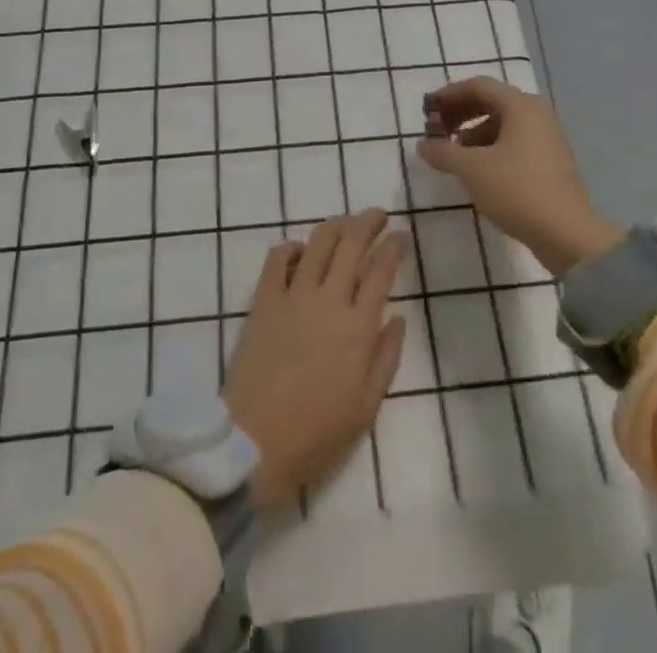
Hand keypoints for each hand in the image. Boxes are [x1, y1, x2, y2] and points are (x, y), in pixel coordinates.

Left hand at [222, 210, 408, 511]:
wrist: (254, 441)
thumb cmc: (317, 433)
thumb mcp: (366, 407)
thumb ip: (386, 357)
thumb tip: (397, 317)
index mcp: (358, 327)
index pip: (381, 270)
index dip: (394, 247)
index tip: (402, 236)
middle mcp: (329, 300)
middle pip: (352, 243)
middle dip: (368, 222)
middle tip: (378, 215)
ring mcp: (294, 295)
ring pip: (319, 241)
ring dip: (336, 225)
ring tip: (346, 224)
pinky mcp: (264, 299)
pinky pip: (278, 258)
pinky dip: (293, 247)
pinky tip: (302, 251)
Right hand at [418, 77, 622, 275]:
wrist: (568, 235)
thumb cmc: (517, 190)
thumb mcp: (472, 169)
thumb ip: (443, 152)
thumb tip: (423, 145)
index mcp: (520, 106)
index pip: (478, 86)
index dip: (448, 94)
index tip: (426, 109)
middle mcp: (536, 114)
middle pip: (491, 102)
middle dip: (460, 113)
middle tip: (436, 129)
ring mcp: (546, 138)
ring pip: (502, 124)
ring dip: (473, 132)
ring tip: (452, 153)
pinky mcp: (549, 162)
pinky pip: (513, 142)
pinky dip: (490, 147)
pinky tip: (476, 169)